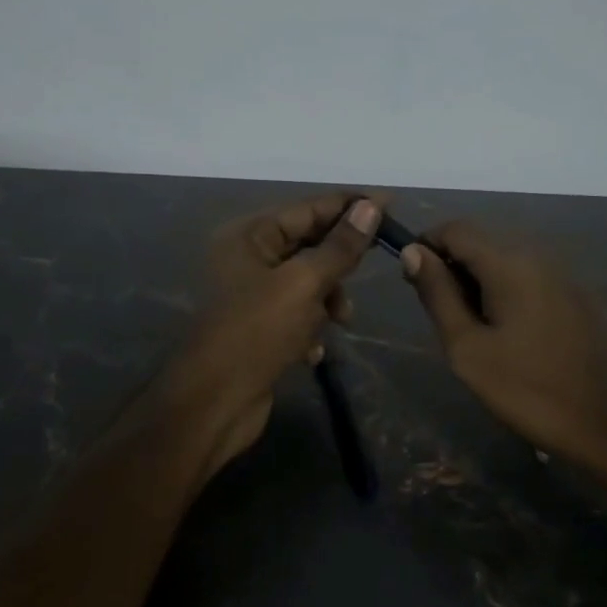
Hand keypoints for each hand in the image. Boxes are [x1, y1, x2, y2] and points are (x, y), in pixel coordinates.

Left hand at [161, 192, 379, 478]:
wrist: (214, 403)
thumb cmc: (256, 333)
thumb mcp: (303, 284)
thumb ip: (339, 246)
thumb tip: (369, 207)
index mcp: (249, 236)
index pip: (308, 209)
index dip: (350, 206)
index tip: (392, 203)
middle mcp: (247, 258)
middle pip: (308, 244)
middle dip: (340, 260)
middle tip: (375, 264)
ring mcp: (252, 295)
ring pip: (308, 282)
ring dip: (328, 299)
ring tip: (340, 320)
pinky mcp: (259, 328)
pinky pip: (298, 314)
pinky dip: (311, 327)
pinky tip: (312, 352)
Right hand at [402, 221, 606, 478]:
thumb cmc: (527, 388)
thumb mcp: (467, 347)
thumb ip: (438, 294)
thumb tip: (414, 252)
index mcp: (509, 263)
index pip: (456, 229)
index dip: (426, 245)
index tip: (412, 280)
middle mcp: (539, 256)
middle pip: (482, 242)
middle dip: (452, 266)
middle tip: (442, 315)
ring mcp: (564, 276)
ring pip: (506, 261)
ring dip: (479, 282)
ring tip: (472, 330)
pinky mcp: (579, 297)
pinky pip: (531, 279)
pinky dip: (507, 292)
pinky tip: (510, 335)